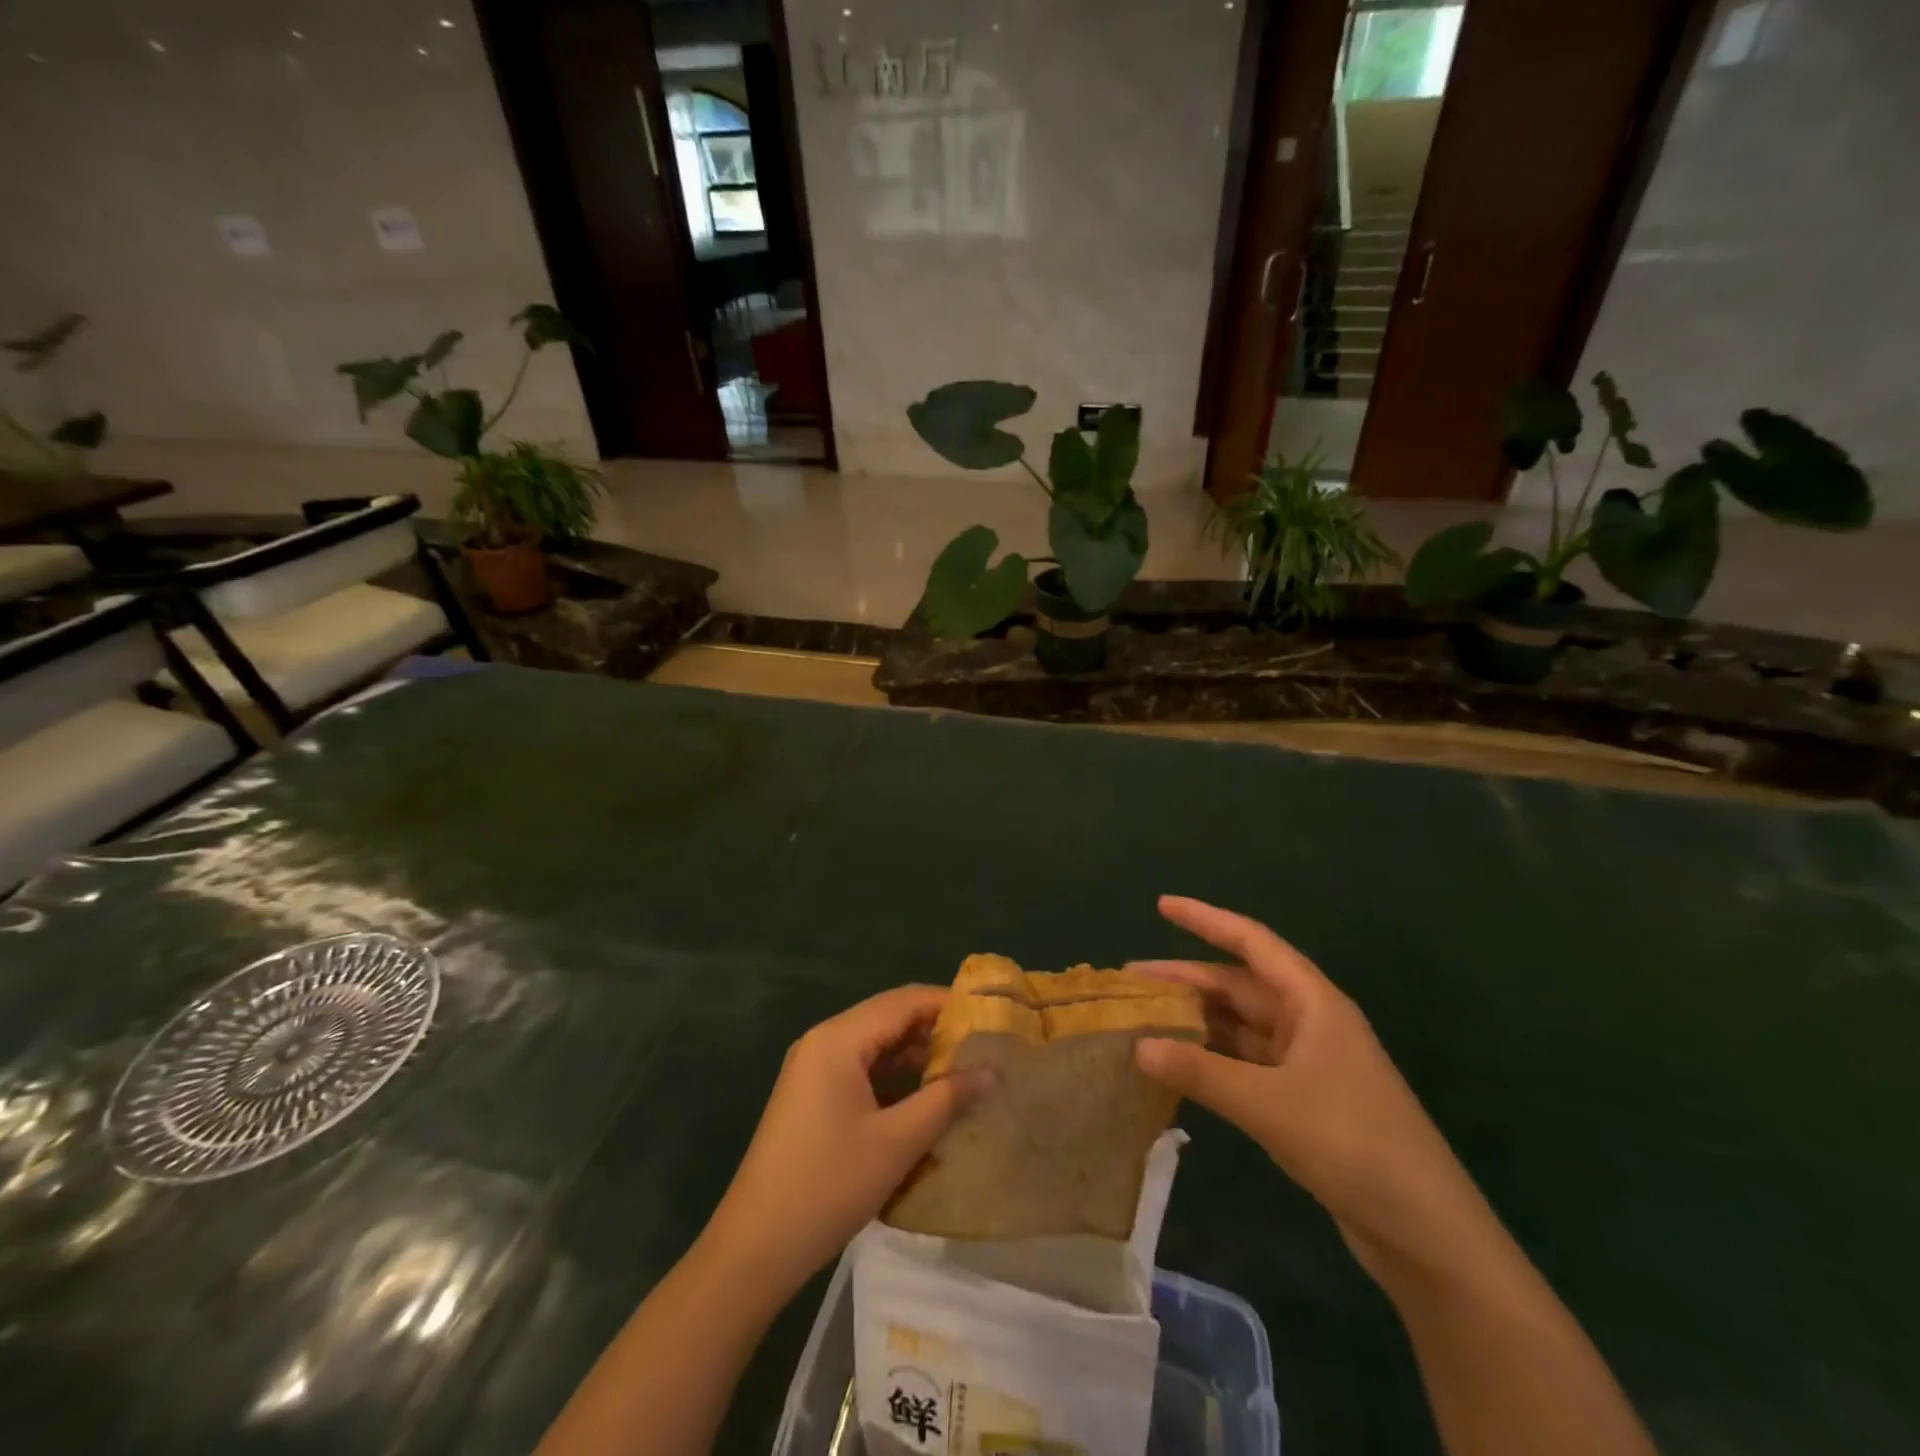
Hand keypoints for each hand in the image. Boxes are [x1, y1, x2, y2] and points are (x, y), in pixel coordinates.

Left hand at [703, 986, 991, 1296]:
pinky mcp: (811, 1096)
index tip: (990, 1014)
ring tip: (963, 1067)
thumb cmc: (828, 1186)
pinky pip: (860, 1069)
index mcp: (838, 1039)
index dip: (947, 1004)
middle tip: (983, 1042)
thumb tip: (992, 1071)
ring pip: (875, 1045)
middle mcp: (823, 1041)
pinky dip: (893, 1076)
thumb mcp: (897, 1142)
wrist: (754, 1248)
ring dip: (915, 1054)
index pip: (903, 1001)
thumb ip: (947, 1099)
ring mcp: (813, 1069)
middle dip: (934, 1028)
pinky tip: (924, 1096)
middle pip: (888, 1018)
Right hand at [1132, 896, 1505, 1286]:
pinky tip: (1179, 1065)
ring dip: (1196, 1021)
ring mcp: (1308, 1062)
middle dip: (1186, 980)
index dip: (1205, 919)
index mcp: (1313, 1002)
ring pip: (1240, 1025)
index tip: (1161, 905)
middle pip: (1238, 985)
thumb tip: (1138, 1047)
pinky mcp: (1304, 1099)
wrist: (1427, 1232)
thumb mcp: (1268, 1104)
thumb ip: (1200, 1073)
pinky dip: (1212, 1059)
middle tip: (1130, 981)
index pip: (1251, 942)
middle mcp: (1310, 1022)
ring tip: (1145, 1019)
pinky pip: (1246, 1062)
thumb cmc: (1352, 1144)